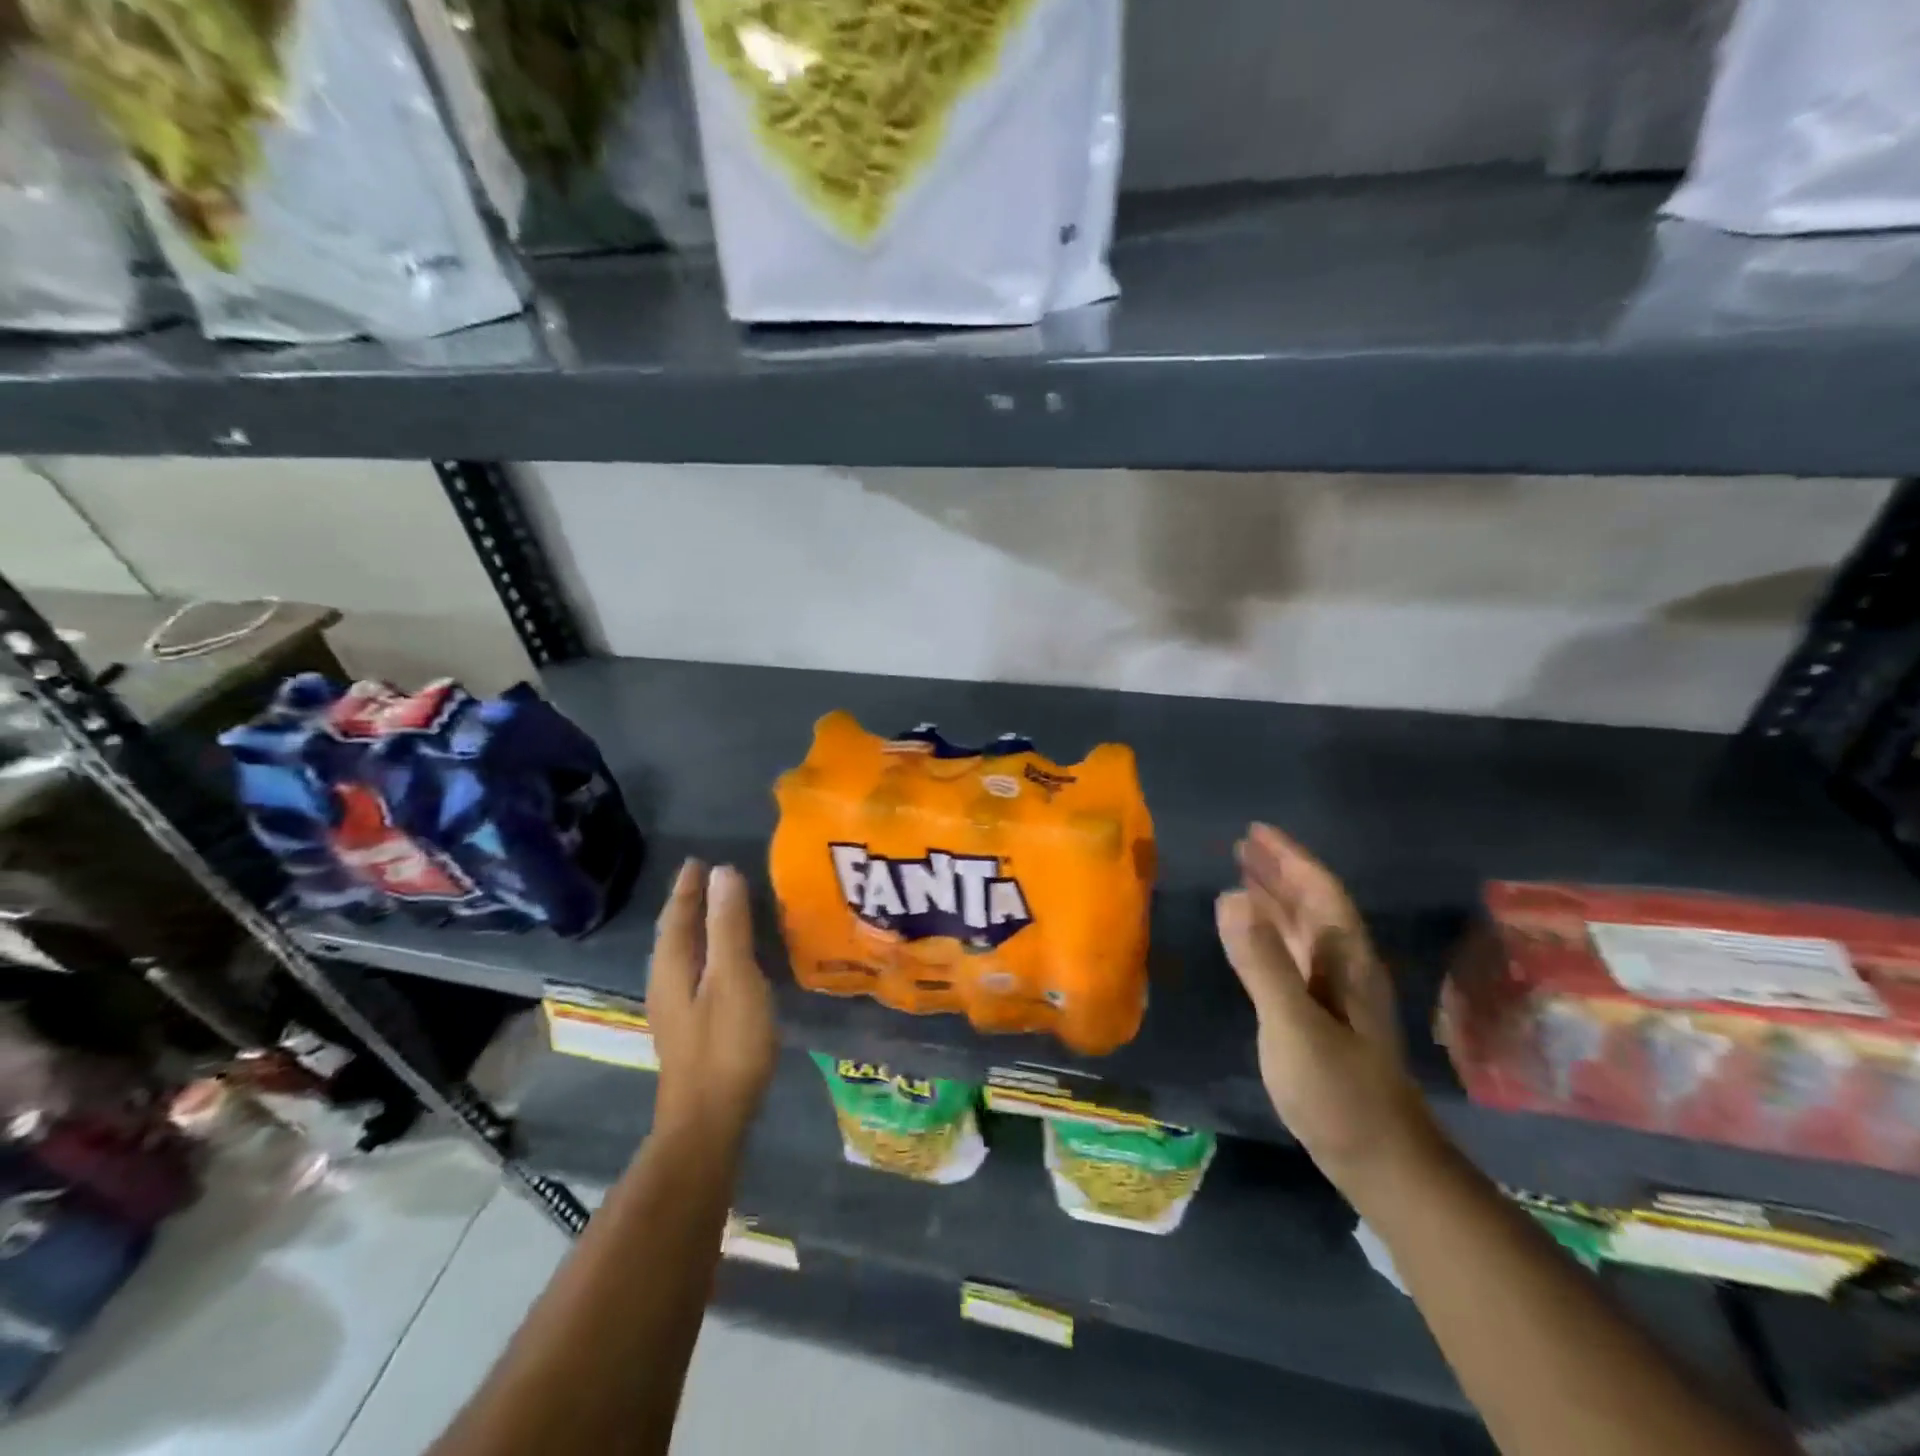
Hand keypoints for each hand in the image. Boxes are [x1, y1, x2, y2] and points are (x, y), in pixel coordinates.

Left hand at [648, 861, 777, 1140]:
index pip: (677, 916)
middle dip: (690, 905)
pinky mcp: (691, 1029)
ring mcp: (676, 1011)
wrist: (708, 1122)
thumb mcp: (734, 977)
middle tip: (709, 878)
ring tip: (718, 911)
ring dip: (698, 929)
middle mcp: (666, 984)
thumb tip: (722, 872)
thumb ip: (728, 925)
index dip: (688, 888)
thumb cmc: (725, 1044)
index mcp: (673, 967)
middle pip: (675, 934)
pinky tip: (726, 963)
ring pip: (683, 956)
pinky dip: (708, 953)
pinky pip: (696, 974)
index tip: (698, 860)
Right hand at [1216, 824, 1437, 1190]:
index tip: (1256, 831)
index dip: (1290, 859)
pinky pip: (1292, 956)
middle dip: (1280, 872)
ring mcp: (1333, 995)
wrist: (1380, 1161)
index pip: (1319, 893)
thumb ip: (1262, 960)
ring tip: (1243, 877)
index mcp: (1345, 961)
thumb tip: (1231, 895)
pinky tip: (1253, 937)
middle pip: (1312, 906)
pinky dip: (1270, 934)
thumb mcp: (1293, 1023)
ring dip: (1275, 900)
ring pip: (1303, 931)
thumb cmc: (1338, 1091)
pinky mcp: (1320, 1017)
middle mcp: (1343, 968)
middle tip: (1243, 845)